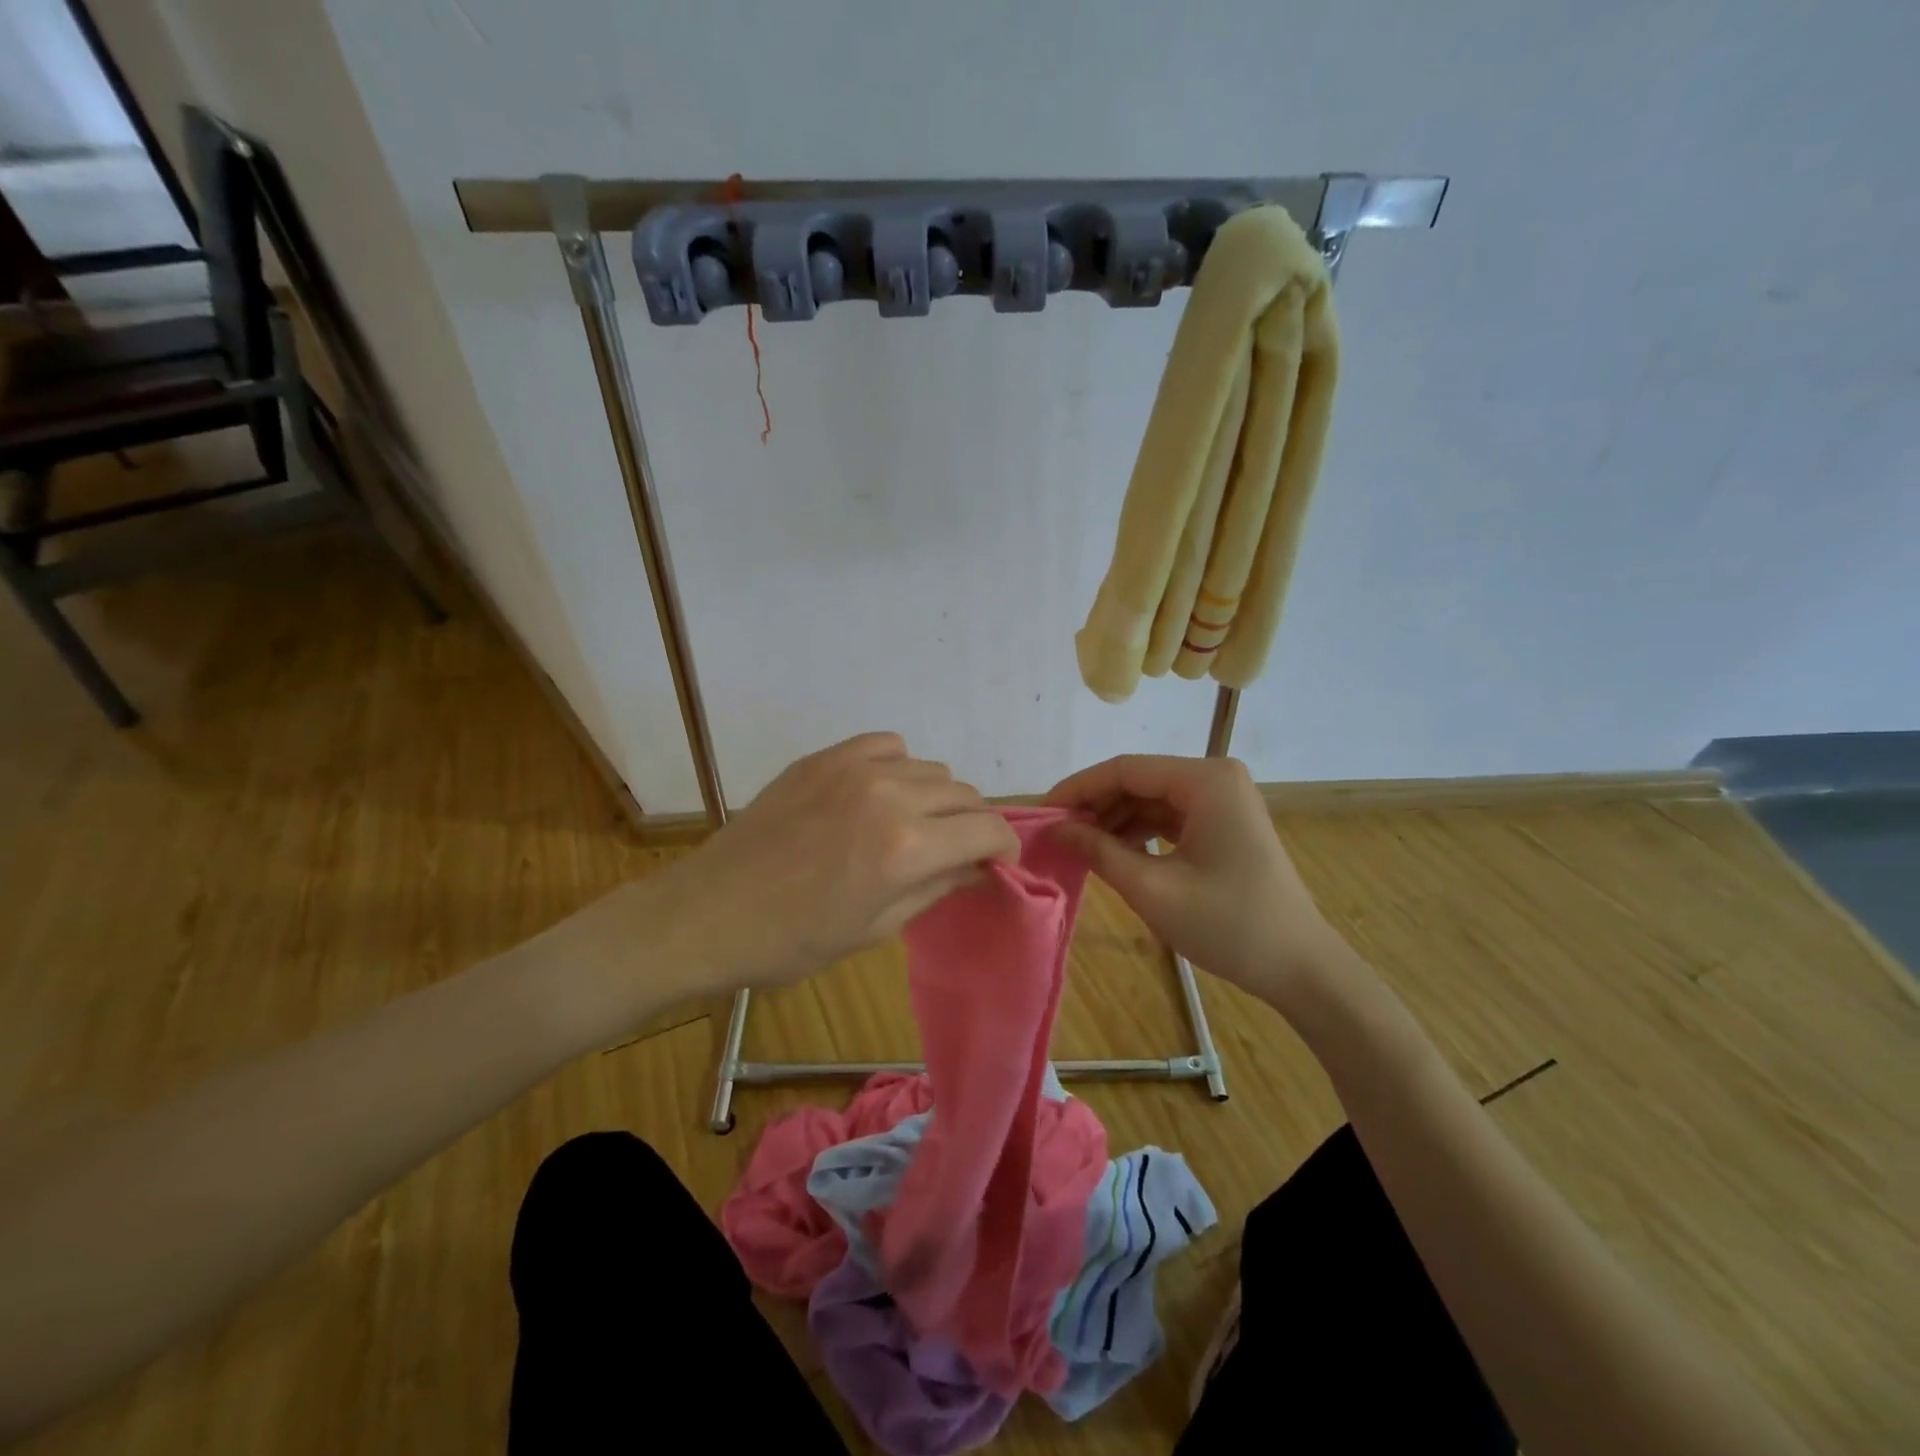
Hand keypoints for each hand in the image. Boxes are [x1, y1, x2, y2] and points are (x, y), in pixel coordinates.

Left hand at [648, 733, 1020, 993]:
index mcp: (906, 849)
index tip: (997, 862)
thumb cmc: (792, 940)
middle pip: (965, 794)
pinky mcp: (824, 757)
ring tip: (913, 826)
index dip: (1004, 846)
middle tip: (954, 852)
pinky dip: (899, 766)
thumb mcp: (875, 929)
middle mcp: (890, 796)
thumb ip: (937, 888)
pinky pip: (887, 745)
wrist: (708, 913)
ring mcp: (854, 768)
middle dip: (972, 825)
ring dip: (938, 798)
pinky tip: (881, 793)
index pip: (987, 829)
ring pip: (931, 768)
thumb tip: (981, 867)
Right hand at [1045, 755, 1351, 1011]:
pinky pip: (1169, 817)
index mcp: (1205, 780)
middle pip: (1138, 781)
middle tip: (1054, 834)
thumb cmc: (1227, 925)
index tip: (1041, 814)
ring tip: (1075, 846)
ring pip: (1151, 799)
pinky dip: (1138, 833)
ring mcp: (1222, 800)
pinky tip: (1111, 853)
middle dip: (1094, 806)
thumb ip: (1098, 851)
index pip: (1125, 769)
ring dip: (1113, 820)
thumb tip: (1055, 829)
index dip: (1077, 789)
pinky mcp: (1223, 824)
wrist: (1299, 967)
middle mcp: (1215, 778)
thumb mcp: (1153, 889)